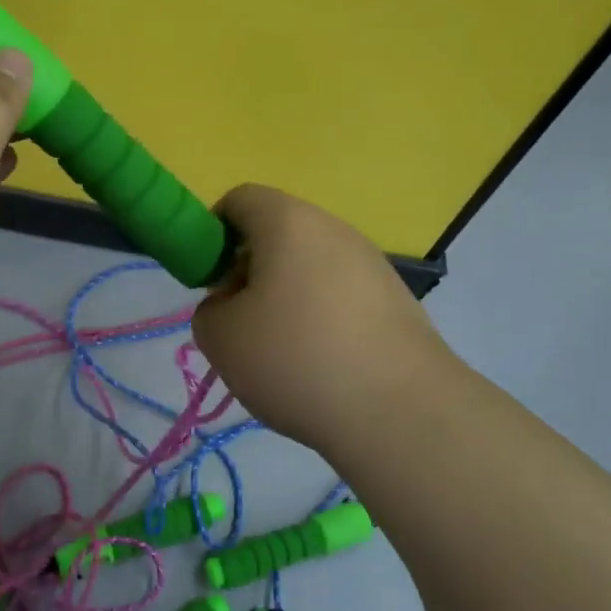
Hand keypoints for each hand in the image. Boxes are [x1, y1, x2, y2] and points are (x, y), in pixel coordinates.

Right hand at [192, 185, 450, 455]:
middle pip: (278, 232)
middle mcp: (334, 229)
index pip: (240, 199)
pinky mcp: (396, 299)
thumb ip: (210, 309)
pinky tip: (321, 365)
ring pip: (310, 266)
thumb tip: (233, 306)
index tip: (210, 280)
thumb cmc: (296, 358)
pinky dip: (321, 317)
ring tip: (281, 351)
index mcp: (288, 222)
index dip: (213, 232)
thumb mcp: (221, 337)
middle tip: (241, 320)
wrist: (401, 411)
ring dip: (285, 296)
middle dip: (249, 269)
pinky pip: (341, 294)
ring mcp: (372, 262)